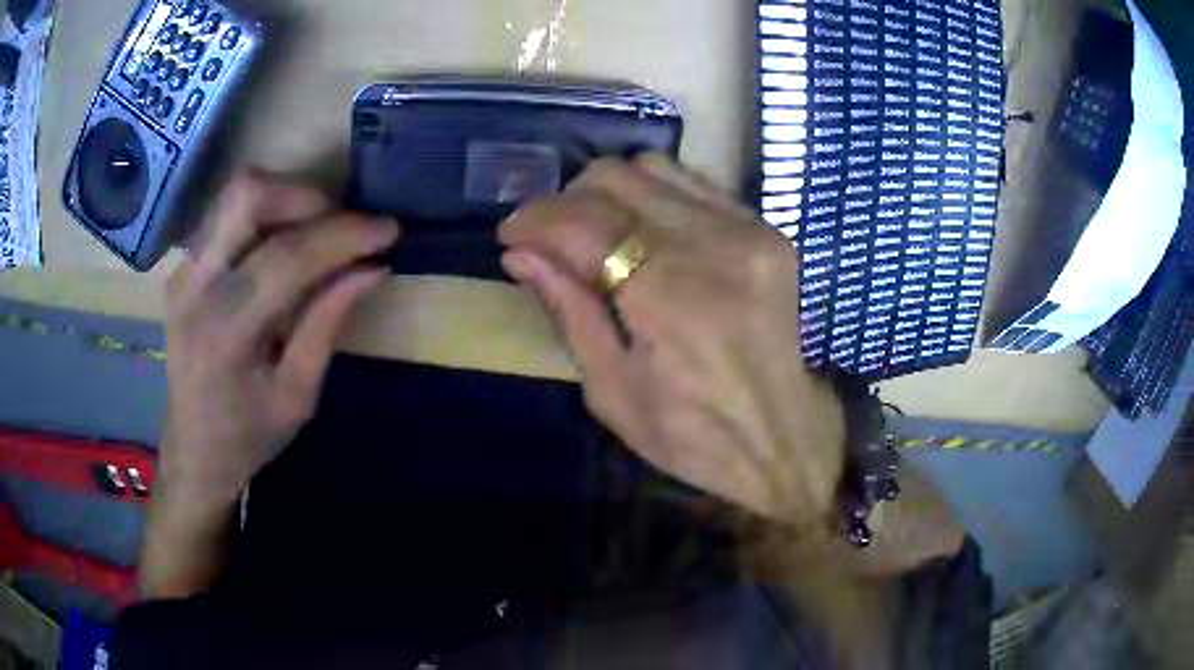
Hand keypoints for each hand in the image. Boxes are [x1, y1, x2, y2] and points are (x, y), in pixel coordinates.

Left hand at [163, 170, 397, 505]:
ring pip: (234, 194)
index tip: (388, 230)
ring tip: (316, 233)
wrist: (193, 453)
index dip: (343, 235)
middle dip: (305, 197)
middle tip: (339, 226)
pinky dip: (265, 215)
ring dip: (285, 199)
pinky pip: (227, 214)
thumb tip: (371, 268)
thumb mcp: (299, 395)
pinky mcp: (182, 267)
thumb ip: (327, 323)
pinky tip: (283, 246)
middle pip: (246, 196)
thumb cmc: (249, 436)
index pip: (287, 257)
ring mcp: (182, 271)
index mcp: (225, 331)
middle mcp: (194, 287)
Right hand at [499, 156, 843, 525]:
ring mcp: (748, 232)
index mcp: (672, 302)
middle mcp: (715, 249)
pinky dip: (653, 194)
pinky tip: (641, 227)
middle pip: (617, 180)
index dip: (537, 219)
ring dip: (608, 191)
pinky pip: (694, 183)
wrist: (784, 439)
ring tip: (591, 229)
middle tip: (548, 236)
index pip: (587, 224)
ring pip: (654, 168)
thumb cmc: (692, 436)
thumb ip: (569, 311)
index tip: (511, 233)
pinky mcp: (767, 231)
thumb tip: (520, 254)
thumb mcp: (612, 392)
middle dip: (566, 199)